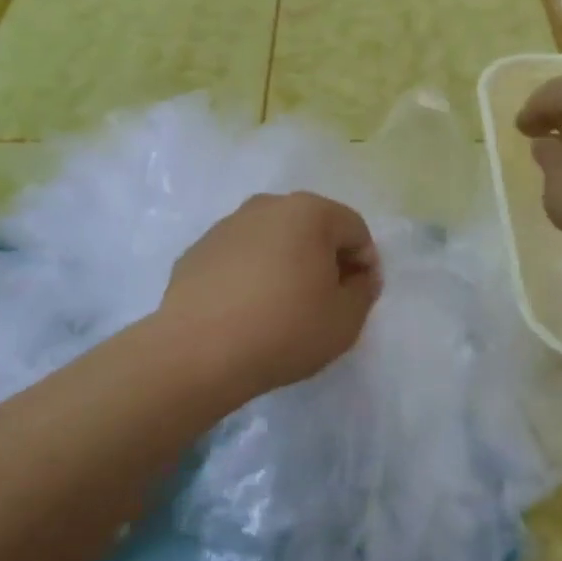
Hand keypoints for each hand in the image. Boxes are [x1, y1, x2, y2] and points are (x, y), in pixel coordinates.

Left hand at [160, 192, 381, 401]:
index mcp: (309, 212)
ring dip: (286, 264)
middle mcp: (266, 206)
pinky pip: (239, 257)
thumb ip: (364, 291)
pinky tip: (246, 312)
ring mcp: (226, 226)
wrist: (197, 353)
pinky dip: (250, 275)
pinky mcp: (197, 251)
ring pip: (272, 240)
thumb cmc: (284, 331)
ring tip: (282, 308)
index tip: (357, 298)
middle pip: (312, 227)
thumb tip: (359, 276)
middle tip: (324, 301)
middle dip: (325, 259)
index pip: (354, 229)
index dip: (364, 264)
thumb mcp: (345, 320)